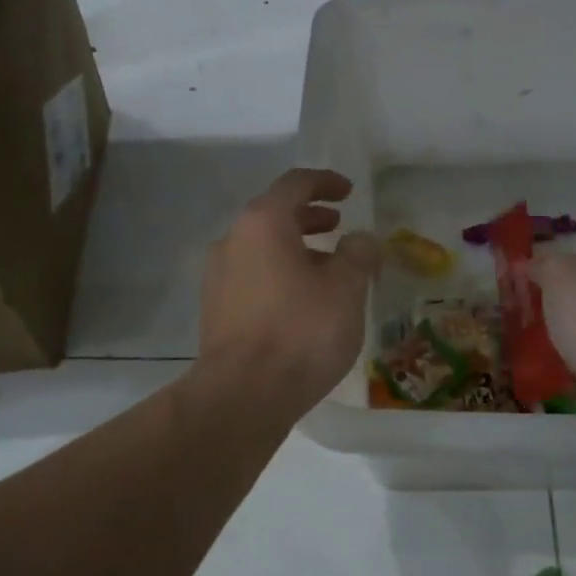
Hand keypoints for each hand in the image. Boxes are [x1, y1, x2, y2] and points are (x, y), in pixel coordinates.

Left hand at [198, 168, 379, 414]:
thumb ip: (357, 254)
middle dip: (309, 217)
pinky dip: (279, 274)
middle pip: (273, 215)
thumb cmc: (301, 330)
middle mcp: (232, 240)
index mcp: (262, 222)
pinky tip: (301, 301)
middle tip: (338, 225)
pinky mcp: (216, 310)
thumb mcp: (346, 288)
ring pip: (261, 248)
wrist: (244, 393)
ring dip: (294, 248)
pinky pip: (252, 276)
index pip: (294, 184)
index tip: (348, 191)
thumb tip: (359, 239)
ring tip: (326, 267)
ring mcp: (218, 276)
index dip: (325, 182)